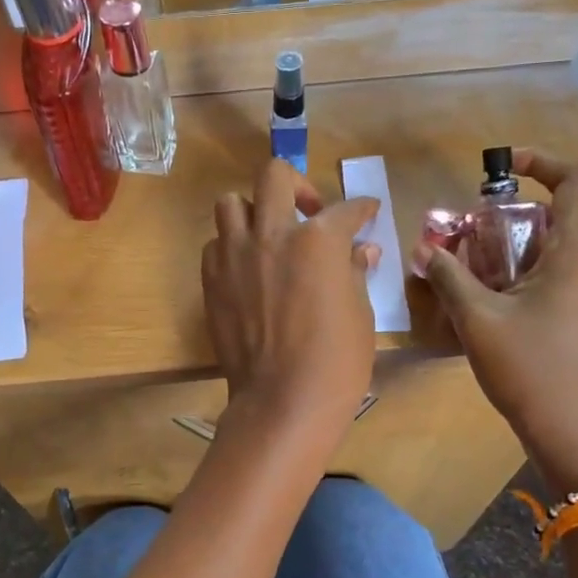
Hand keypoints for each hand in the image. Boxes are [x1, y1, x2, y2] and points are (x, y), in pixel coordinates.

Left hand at [202, 159, 380, 435]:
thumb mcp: (359, 312)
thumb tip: (363, 251)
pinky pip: (215, 243)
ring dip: (254, 210)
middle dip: (297, 184)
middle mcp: (271, 234)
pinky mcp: (211, 279)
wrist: (282, 401)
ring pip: (232, 203)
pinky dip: (232, 245)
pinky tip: (248, 267)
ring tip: (269, 233)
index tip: (366, 211)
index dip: (361, 208)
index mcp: (317, 239)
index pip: (344, 209)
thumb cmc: (336, 360)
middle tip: (310, 210)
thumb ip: (355, 271)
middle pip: (275, 176)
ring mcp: (235, 255)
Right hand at [417, 150, 577, 486]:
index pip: (575, 182)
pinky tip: (492, 298)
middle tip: (471, 227)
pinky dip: (525, 271)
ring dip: (515, 244)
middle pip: (561, 215)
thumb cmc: (531, 371)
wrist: (576, 436)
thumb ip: (449, 277)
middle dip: (513, 212)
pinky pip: (558, 275)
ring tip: (473, 263)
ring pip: (557, 248)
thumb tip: (425, 249)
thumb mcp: (479, 320)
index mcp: (577, 255)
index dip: (542, 161)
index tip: (501, 166)